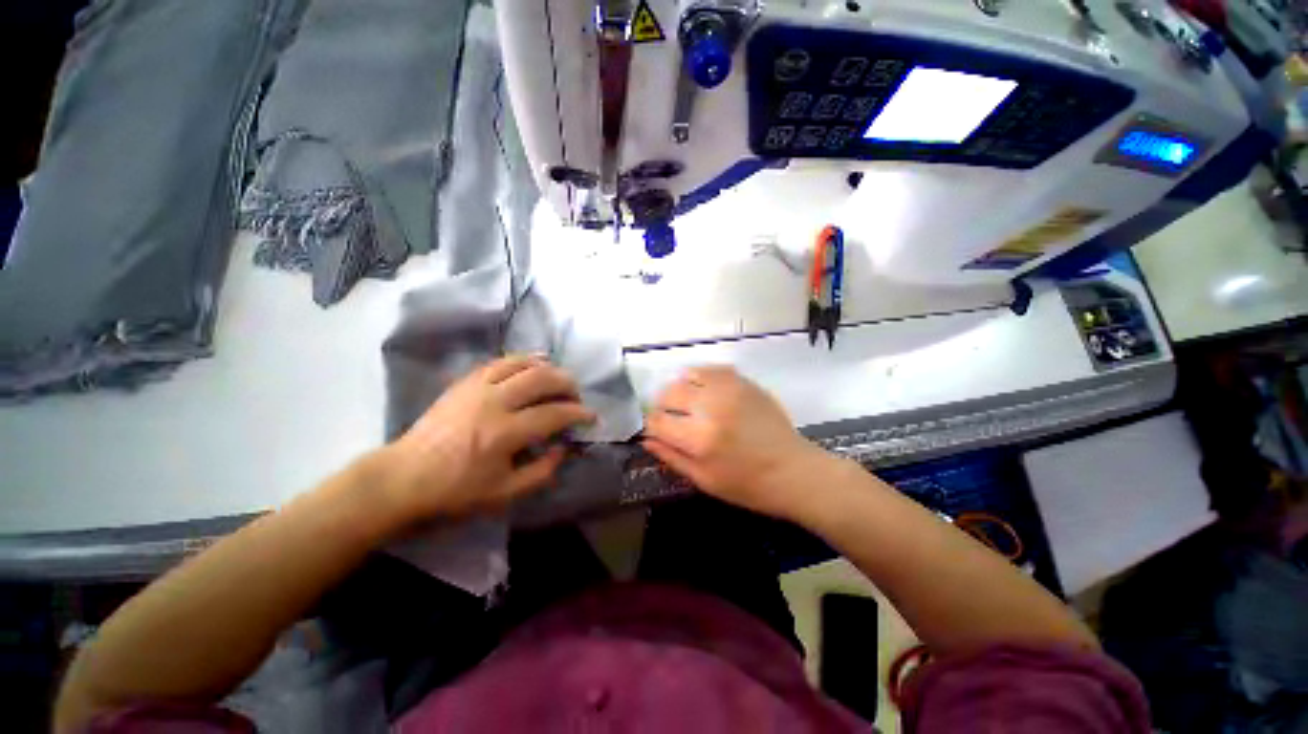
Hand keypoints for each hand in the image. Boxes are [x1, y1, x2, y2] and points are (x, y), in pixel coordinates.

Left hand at [374, 355, 595, 522]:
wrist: (404, 478)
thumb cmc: (455, 491)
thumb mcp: (504, 493)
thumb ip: (542, 471)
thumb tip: (564, 447)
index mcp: (505, 433)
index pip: (554, 414)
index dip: (579, 413)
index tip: (592, 417)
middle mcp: (494, 403)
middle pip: (542, 379)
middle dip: (567, 384)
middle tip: (576, 395)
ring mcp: (477, 388)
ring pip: (521, 364)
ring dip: (547, 367)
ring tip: (558, 377)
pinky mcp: (464, 383)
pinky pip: (499, 362)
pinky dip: (521, 360)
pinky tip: (533, 364)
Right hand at [643, 365, 824, 518]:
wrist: (793, 471)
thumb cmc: (747, 485)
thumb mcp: (704, 480)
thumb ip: (671, 457)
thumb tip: (646, 438)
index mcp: (699, 438)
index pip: (657, 421)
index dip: (651, 425)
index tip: (656, 429)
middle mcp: (711, 407)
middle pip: (668, 393)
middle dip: (662, 405)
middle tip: (671, 417)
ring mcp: (729, 389)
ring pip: (687, 375)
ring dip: (680, 389)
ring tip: (687, 403)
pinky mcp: (744, 382)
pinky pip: (711, 370)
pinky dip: (701, 377)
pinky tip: (705, 391)